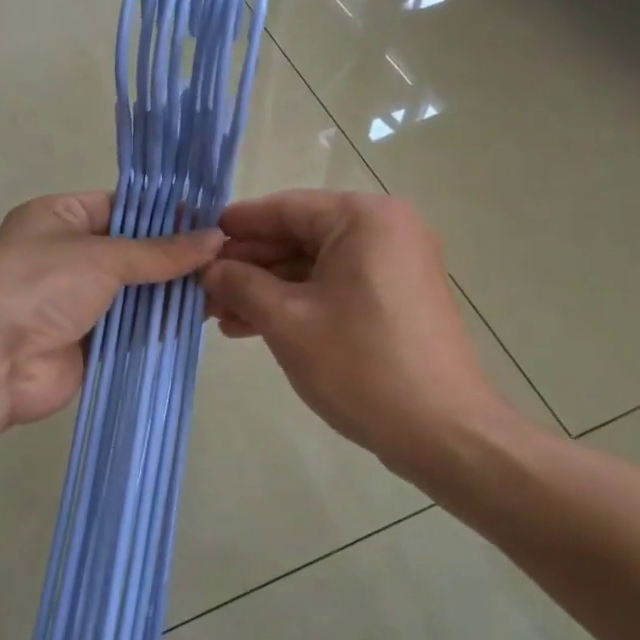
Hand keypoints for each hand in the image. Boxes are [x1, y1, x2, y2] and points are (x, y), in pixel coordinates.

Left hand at [0, 192, 222, 430]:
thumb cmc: (38, 284)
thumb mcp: (102, 255)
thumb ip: (160, 252)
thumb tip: (216, 238)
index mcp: (61, 216)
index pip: (122, 206)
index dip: (166, 212)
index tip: (213, 217)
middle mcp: (70, 255)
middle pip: (134, 251)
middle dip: (176, 256)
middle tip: (230, 255)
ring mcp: (79, 300)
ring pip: (137, 291)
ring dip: (172, 291)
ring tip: (226, 284)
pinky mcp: (90, 341)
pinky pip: (133, 328)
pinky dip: (160, 324)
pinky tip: (202, 318)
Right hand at [202, 190, 527, 476]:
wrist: (443, 431)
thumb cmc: (360, 366)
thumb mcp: (287, 321)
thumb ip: (241, 285)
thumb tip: (210, 268)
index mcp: (364, 218)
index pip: (285, 208)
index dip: (237, 226)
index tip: (197, 240)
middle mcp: (386, 229)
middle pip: (300, 235)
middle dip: (250, 265)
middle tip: (203, 288)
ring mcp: (396, 264)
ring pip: (316, 265)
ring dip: (269, 289)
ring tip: (221, 316)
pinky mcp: (398, 297)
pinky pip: (337, 286)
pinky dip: (300, 302)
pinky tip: (256, 326)